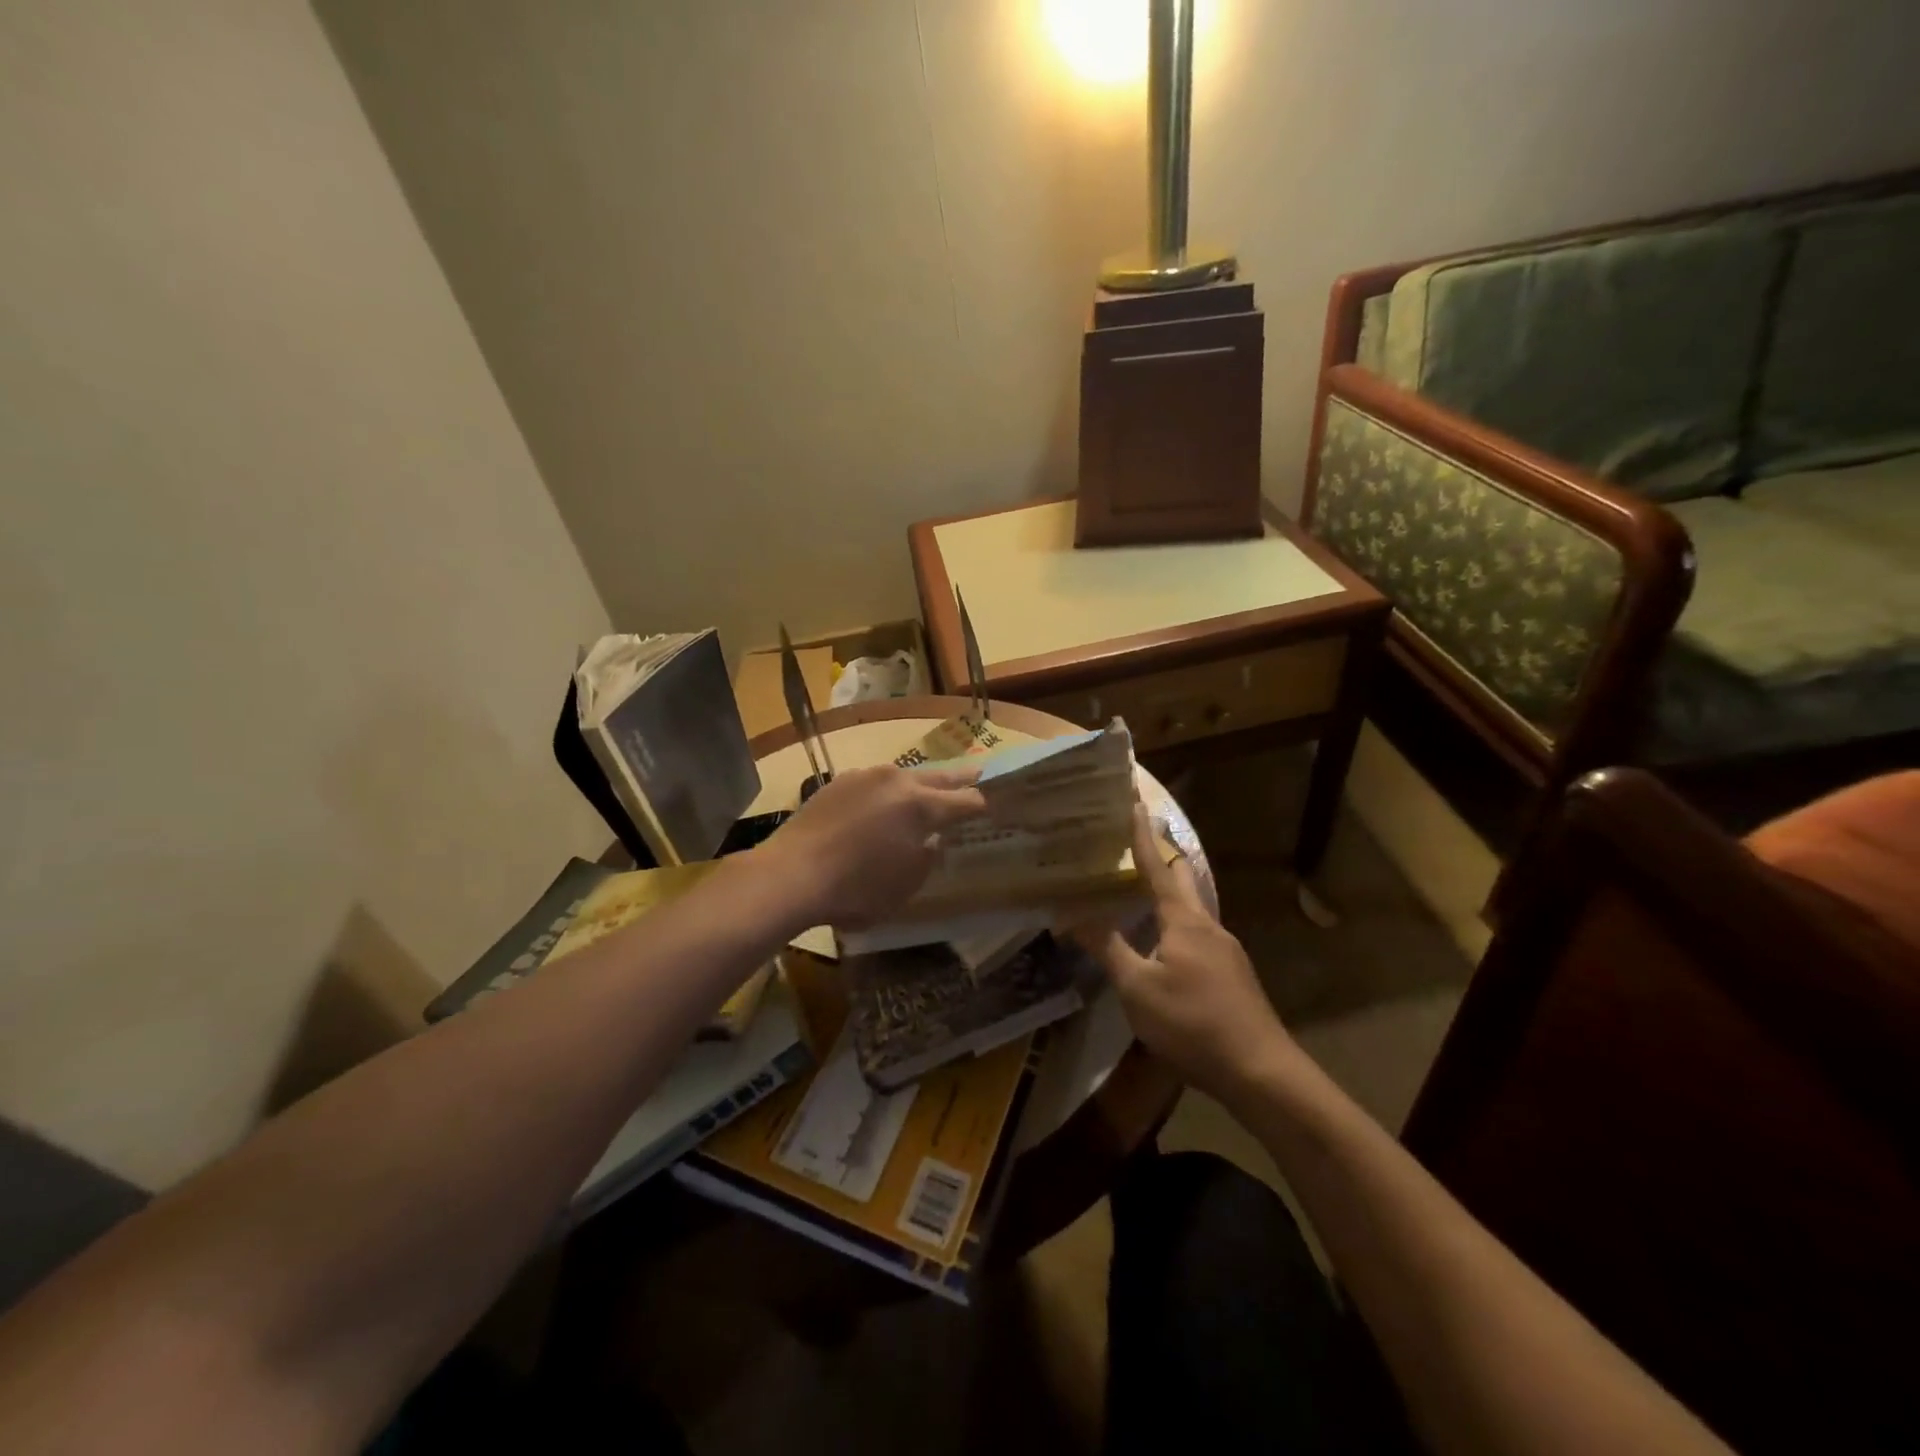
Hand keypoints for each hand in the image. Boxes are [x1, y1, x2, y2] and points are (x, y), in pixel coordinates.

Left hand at [753, 765, 986, 928]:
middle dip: (960, 780)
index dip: (983, 805)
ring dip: (920, 784)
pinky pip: (874, 783)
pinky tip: (880, 806)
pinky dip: (886, 792)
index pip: (966, 801)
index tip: (994, 807)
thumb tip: (932, 839)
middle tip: (978, 773)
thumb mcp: (906, 885)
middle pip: (939, 777)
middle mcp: (897, 781)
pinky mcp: (839, 782)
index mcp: (921, 806)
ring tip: (927, 792)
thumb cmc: (856, 890)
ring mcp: (865, 777)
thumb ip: (928, 857)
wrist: (790, 875)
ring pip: (904, 776)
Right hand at [1075, 806, 1292, 1100]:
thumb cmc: (1192, 1023)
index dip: (1142, 834)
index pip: (1158, 866)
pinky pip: (1199, 934)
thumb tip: (1070, 916)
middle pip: (1183, 879)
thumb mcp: (1138, 988)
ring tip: (1141, 891)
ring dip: (1169, 893)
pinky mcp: (1232, 975)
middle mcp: (1208, 925)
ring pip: (1192, 908)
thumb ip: (1106, 948)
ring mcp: (1226, 950)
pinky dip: (1176, 923)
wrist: (1260, 1072)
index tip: (1135, 800)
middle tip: (1135, 841)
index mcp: (1184, 920)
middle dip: (1161, 856)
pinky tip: (1164, 945)